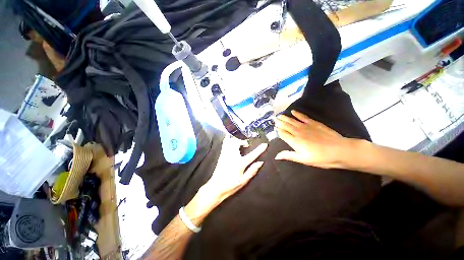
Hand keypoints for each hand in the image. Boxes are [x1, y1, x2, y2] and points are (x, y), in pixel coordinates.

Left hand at [202, 137, 266, 201]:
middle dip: (243, 141)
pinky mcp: (220, 157)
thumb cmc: (230, 186)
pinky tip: (232, 144)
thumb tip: (260, 162)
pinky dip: (229, 141)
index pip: (252, 155)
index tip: (265, 144)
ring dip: (235, 140)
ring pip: (229, 141)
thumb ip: (252, 171)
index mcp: (239, 164)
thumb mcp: (243, 181)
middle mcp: (232, 157)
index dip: (259, 149)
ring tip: (240, 144)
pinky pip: (224, 145)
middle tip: (247, 145)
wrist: (215, 188)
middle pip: (237, 143)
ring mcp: (225, 156)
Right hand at [274, 110, 351, 168]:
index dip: (278, 131)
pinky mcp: (314, 122)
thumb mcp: (304, 160)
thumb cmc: (320, 158)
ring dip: (286, 117)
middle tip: (274, 119)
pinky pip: (303, 116)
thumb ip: (290, 156)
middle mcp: (298, 132)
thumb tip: (276, 156)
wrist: (336, 149)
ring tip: (280, 115)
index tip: (274, 128)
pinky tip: (293, 111)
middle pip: (287, 126)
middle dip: (280, 122)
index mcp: (295, 142)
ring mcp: (306, 126)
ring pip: (293, 120)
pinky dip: (297, 113)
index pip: (283, 134)